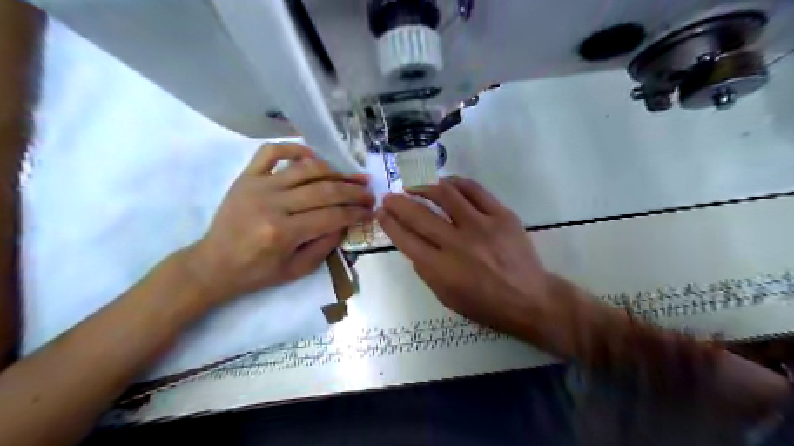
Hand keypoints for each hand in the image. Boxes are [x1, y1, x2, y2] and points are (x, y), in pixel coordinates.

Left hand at [186, 144, 375, 304]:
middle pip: (325, 190)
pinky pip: (271, 152)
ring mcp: (258, 186)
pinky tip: (313, 156)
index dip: (356, 213)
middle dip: (353, 192)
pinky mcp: (246, 176)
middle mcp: (272, 204)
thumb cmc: (257, 273)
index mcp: (283, 233)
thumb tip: (346, 221)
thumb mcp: (297, 270)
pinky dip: (295, 147)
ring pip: (306, 169)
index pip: (332, 216)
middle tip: (369, 193)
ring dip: (335, 171)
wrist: (214, 264)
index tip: (371, 211)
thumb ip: (325, 245)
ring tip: (352, 176)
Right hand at [377, 176, 553, 335]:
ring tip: (414, 186)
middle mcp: (458, 244)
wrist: (529, 299)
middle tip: (390, 197)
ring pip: (445, 195)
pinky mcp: (502, 215)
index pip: (406, 239)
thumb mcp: (446, 297)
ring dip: (423, 186)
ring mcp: (482, 226)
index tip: (381, 213)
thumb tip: (412, 243)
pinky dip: (455, 182)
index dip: (389, 223)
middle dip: (398, 202)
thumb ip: (425, 270)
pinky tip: (444, 183)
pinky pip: (474, 190)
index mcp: (442, 269)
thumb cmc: (485, 305)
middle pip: (419, 215)